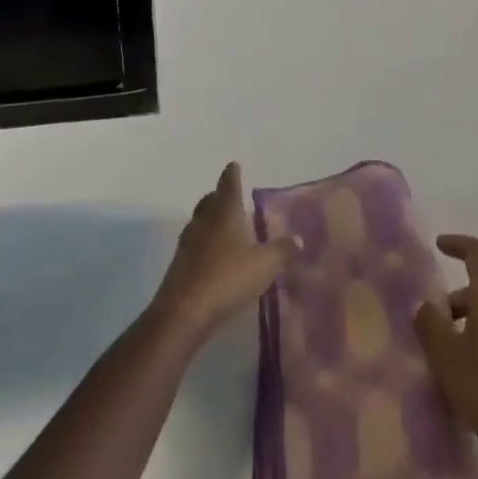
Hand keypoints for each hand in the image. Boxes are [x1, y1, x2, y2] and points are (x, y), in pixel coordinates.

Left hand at [150, 163, 294, 345]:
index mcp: (225, 212)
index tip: (234, 165)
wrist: (184, 313)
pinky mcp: (179, 265)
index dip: (232, 174)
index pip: (229, 184)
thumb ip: (283, 250)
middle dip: (219, 195)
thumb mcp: (264, 264)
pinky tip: (214, 256)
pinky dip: (204, 243)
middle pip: (210, 201)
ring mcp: (188, 243)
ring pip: (200, 221)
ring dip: (210, 219)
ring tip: (224, 225)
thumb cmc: (228, 278)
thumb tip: (298, 238)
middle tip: (229, 195)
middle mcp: (204, 221)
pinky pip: (194, 245)